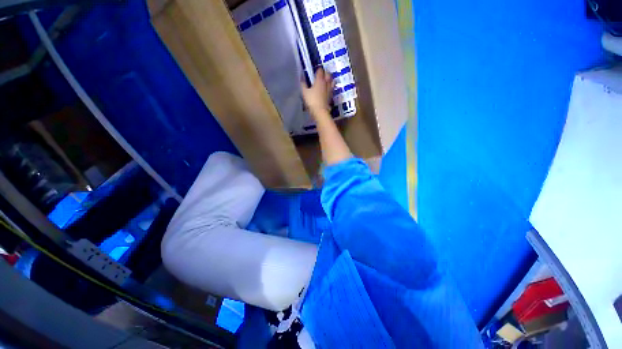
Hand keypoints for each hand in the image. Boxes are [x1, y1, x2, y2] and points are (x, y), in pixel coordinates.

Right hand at [301, 68, 334, 114]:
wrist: (320, 112)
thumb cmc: (311, 101)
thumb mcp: (304, 92)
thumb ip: (303, 84)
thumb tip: (302, 78)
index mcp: (319, 80)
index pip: (320, 71)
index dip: (318, 69)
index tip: (315, 70)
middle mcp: (326, 83)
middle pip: (328, 75)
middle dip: (325, 73)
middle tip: (321, 74)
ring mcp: (329, 90)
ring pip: (332, 81)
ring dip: (330, 79)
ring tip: (326, 80)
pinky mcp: (331, 96)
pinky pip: (332, 89)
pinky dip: (330, 87)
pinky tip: (327, 89)